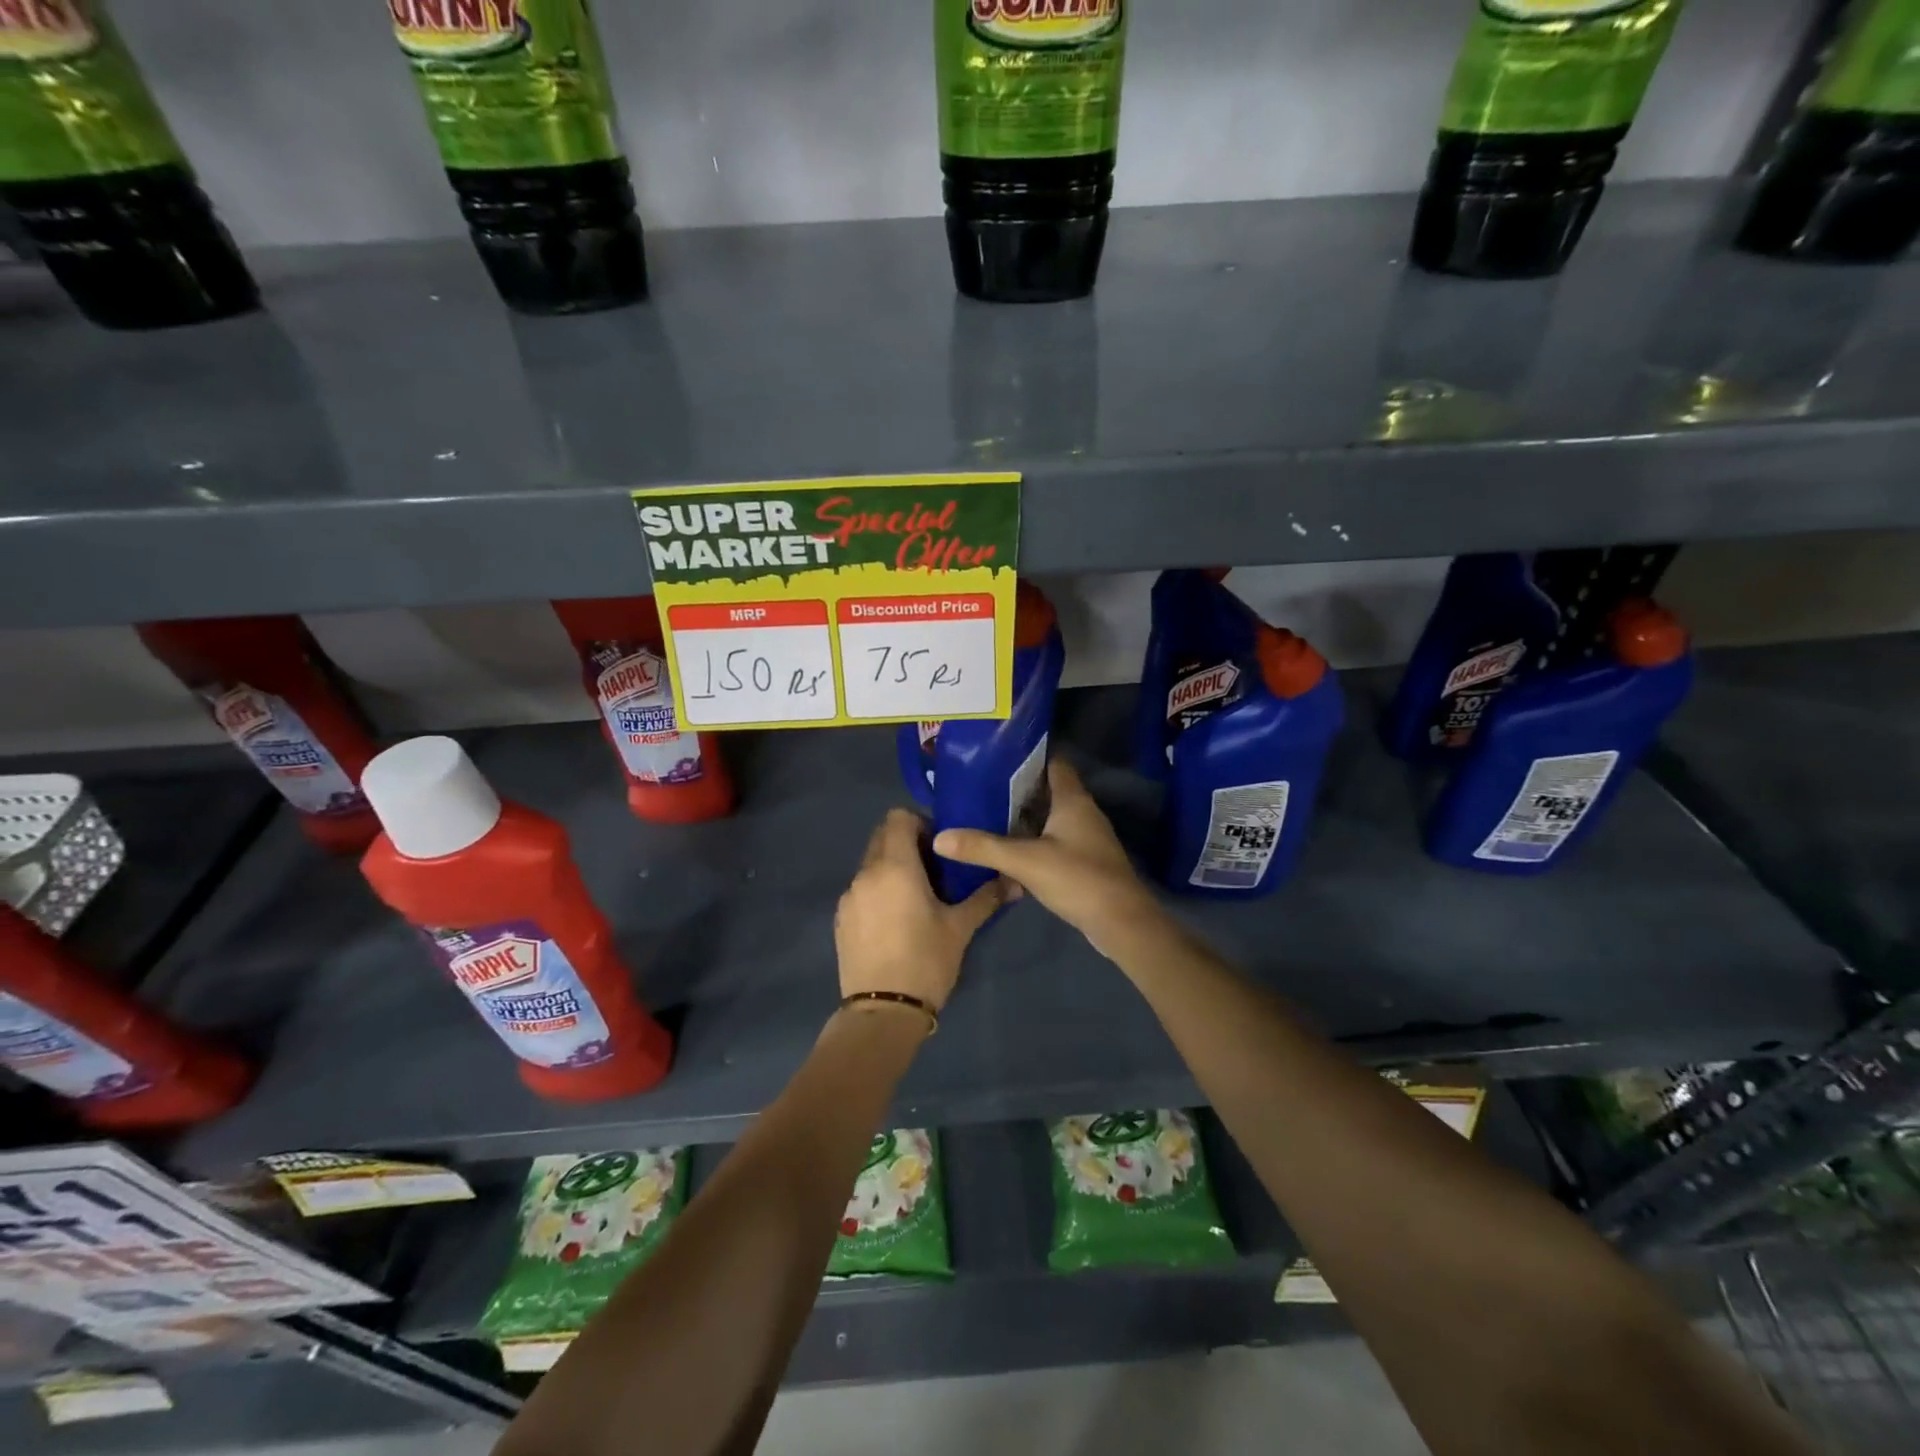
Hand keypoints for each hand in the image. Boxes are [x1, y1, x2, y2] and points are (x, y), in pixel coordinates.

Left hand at [834, 808, 1008, 1012]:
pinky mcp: (840, 919)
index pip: (898, 817)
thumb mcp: (960, 928)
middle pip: (882, 837)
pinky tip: (895, 921)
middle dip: (907, 843)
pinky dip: (878, 891)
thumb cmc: (926, 961)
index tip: (941, 848)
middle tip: (934, 870)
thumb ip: (986, 897)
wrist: (883, 1012)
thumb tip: (1015, 882)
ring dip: (892, 868)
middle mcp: (866, 873)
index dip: (920, 824)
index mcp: (894, 866)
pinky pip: (861, 890)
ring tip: (916, 898)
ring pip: (870, 864)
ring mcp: (849, 897)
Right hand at [932, 760, 1164, 959]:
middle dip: (1017, 789)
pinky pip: (1054, 841)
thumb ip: (983, 847)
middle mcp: (1082, 812)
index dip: (1027, 757)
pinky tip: (1009, 851)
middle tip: (981, 789)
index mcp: (1072, 800)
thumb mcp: (1025, 861)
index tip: (995, 758)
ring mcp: (1086, 838)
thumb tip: (939, 838)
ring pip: (1050, 817)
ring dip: (1024, 818)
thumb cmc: (1077, 878)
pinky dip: (1033, 841)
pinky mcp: (1085, 861)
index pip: (1052, 763)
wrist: (1121, 922)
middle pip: (1048, 790)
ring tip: (986, 816)